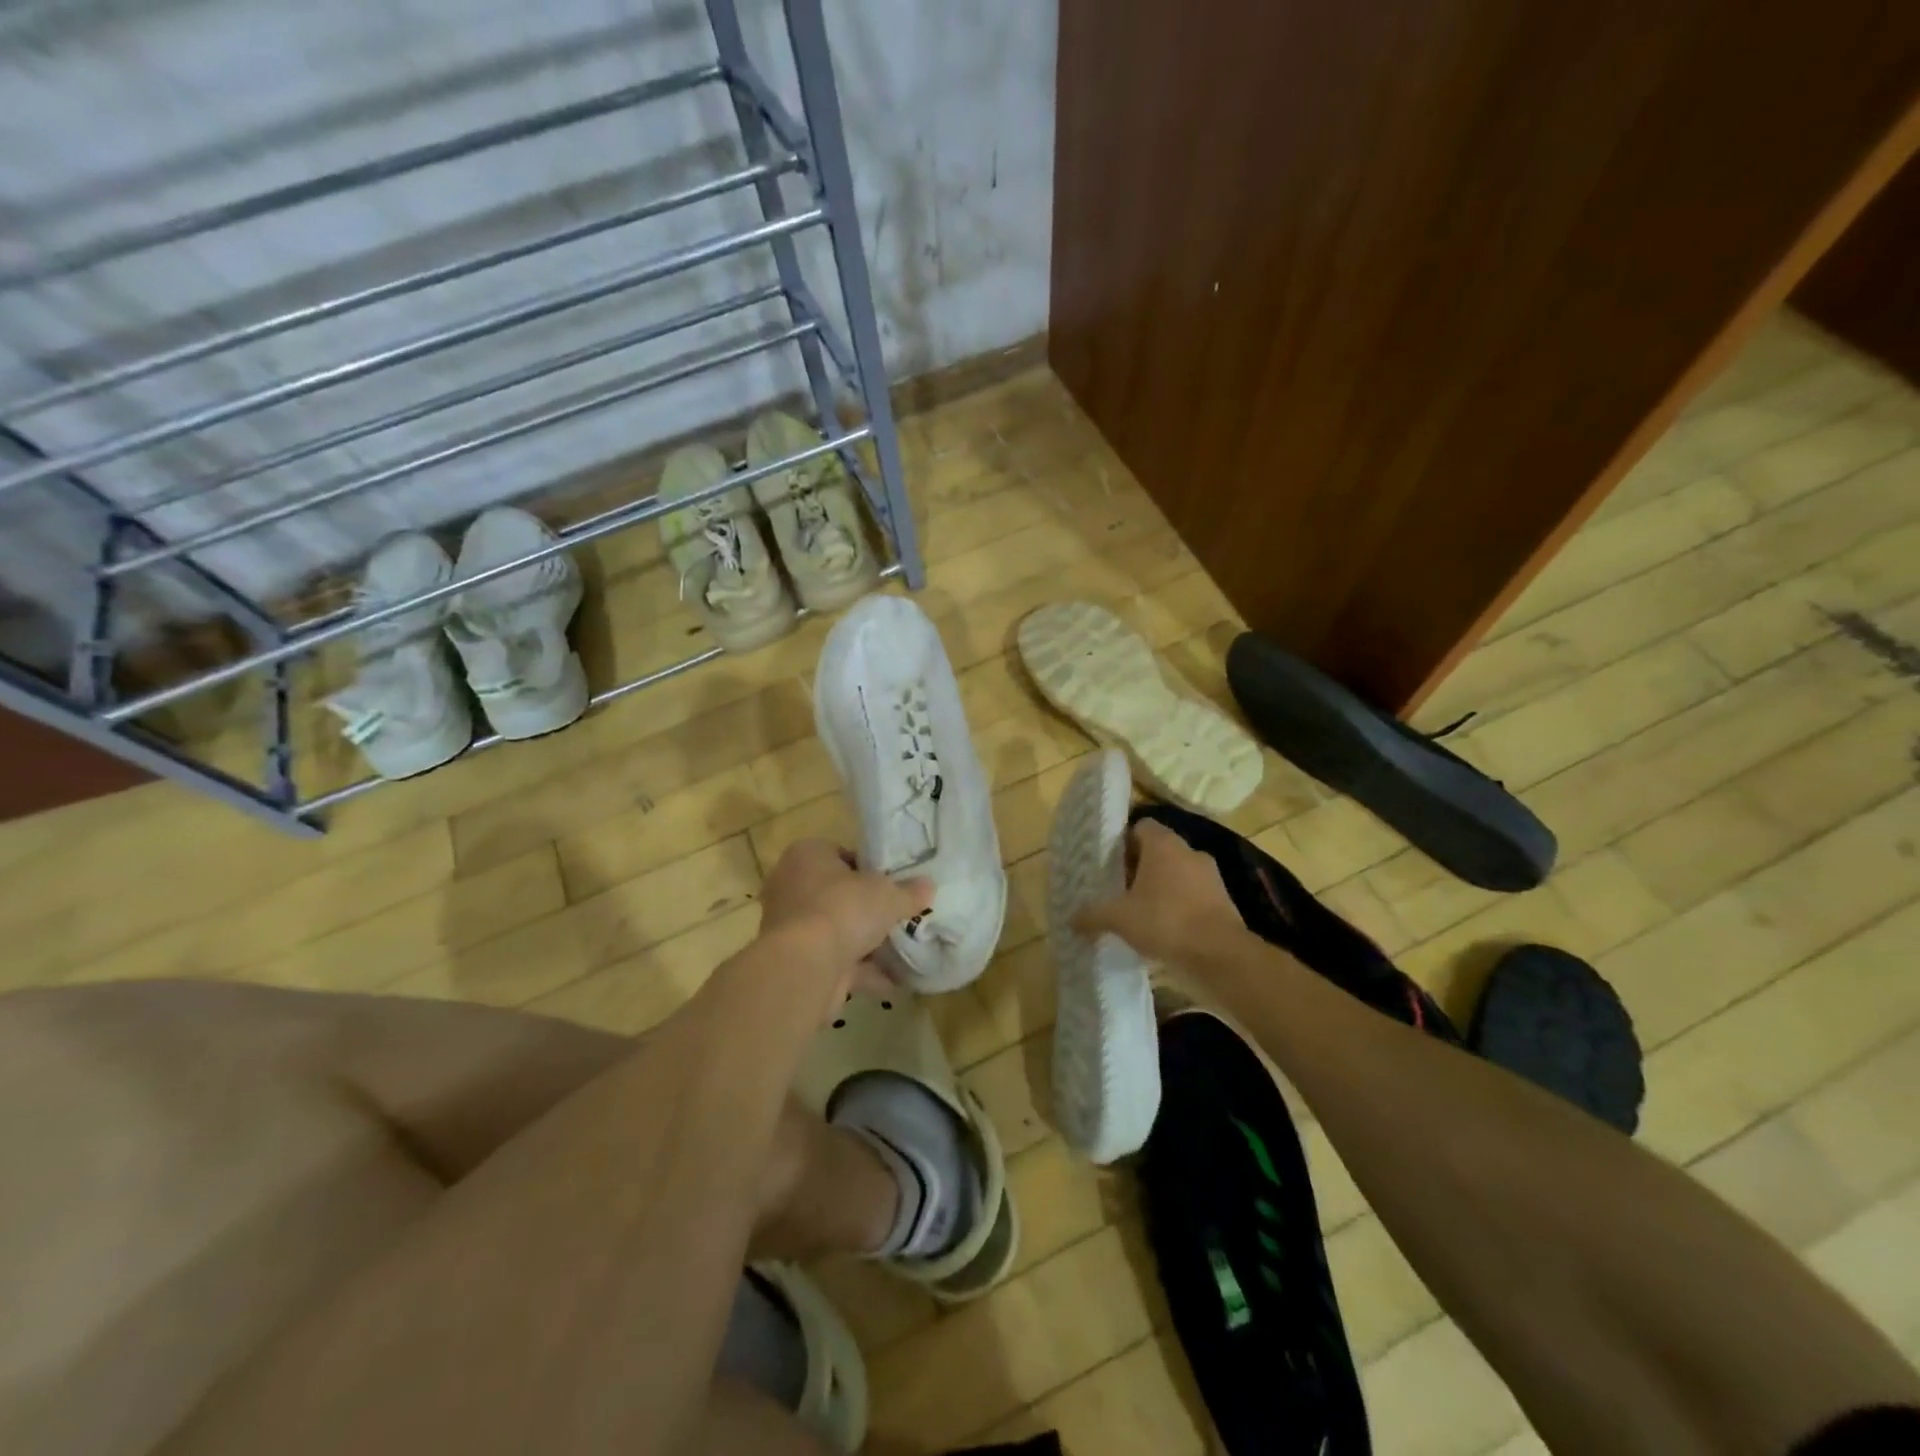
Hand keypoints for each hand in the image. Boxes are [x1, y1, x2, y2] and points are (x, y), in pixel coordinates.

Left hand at [758, 838, 933, 1002]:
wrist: (804, 966)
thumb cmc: (842, 909)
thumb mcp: (887, 895)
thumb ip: (909, 891)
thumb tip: (929, 886)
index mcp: (807, 856)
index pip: (840, 854)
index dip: (869, 868)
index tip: (892, 883)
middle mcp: (792, 887)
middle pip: (838, 894)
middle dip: (867, 909)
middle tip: (898, 915)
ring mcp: (791, 928)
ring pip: (836, 931)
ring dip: (865, 943)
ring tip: (903, 950)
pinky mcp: (797, 962)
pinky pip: (836, 962)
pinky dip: (862, 972)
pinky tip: (894, 981)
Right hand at [1073, 819, 1243, 964]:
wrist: (1220, 954)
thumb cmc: (1164, 921)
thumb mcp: (1119, 918)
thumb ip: (1093, 915)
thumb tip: (1070, 919)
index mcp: (1163, 844)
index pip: (1141, 826)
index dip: (1124, 842)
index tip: (1110, 863)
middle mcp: (1189, 852)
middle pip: (1159, 850)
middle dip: (1139, 867)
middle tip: (1119, 889)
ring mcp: (1210, 876)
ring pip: (1178, 873)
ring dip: (1161, 887)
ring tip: (1140, 911)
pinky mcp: (1223, 900)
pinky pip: (1193, 895)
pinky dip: (1180, 905)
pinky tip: (1165, 928)